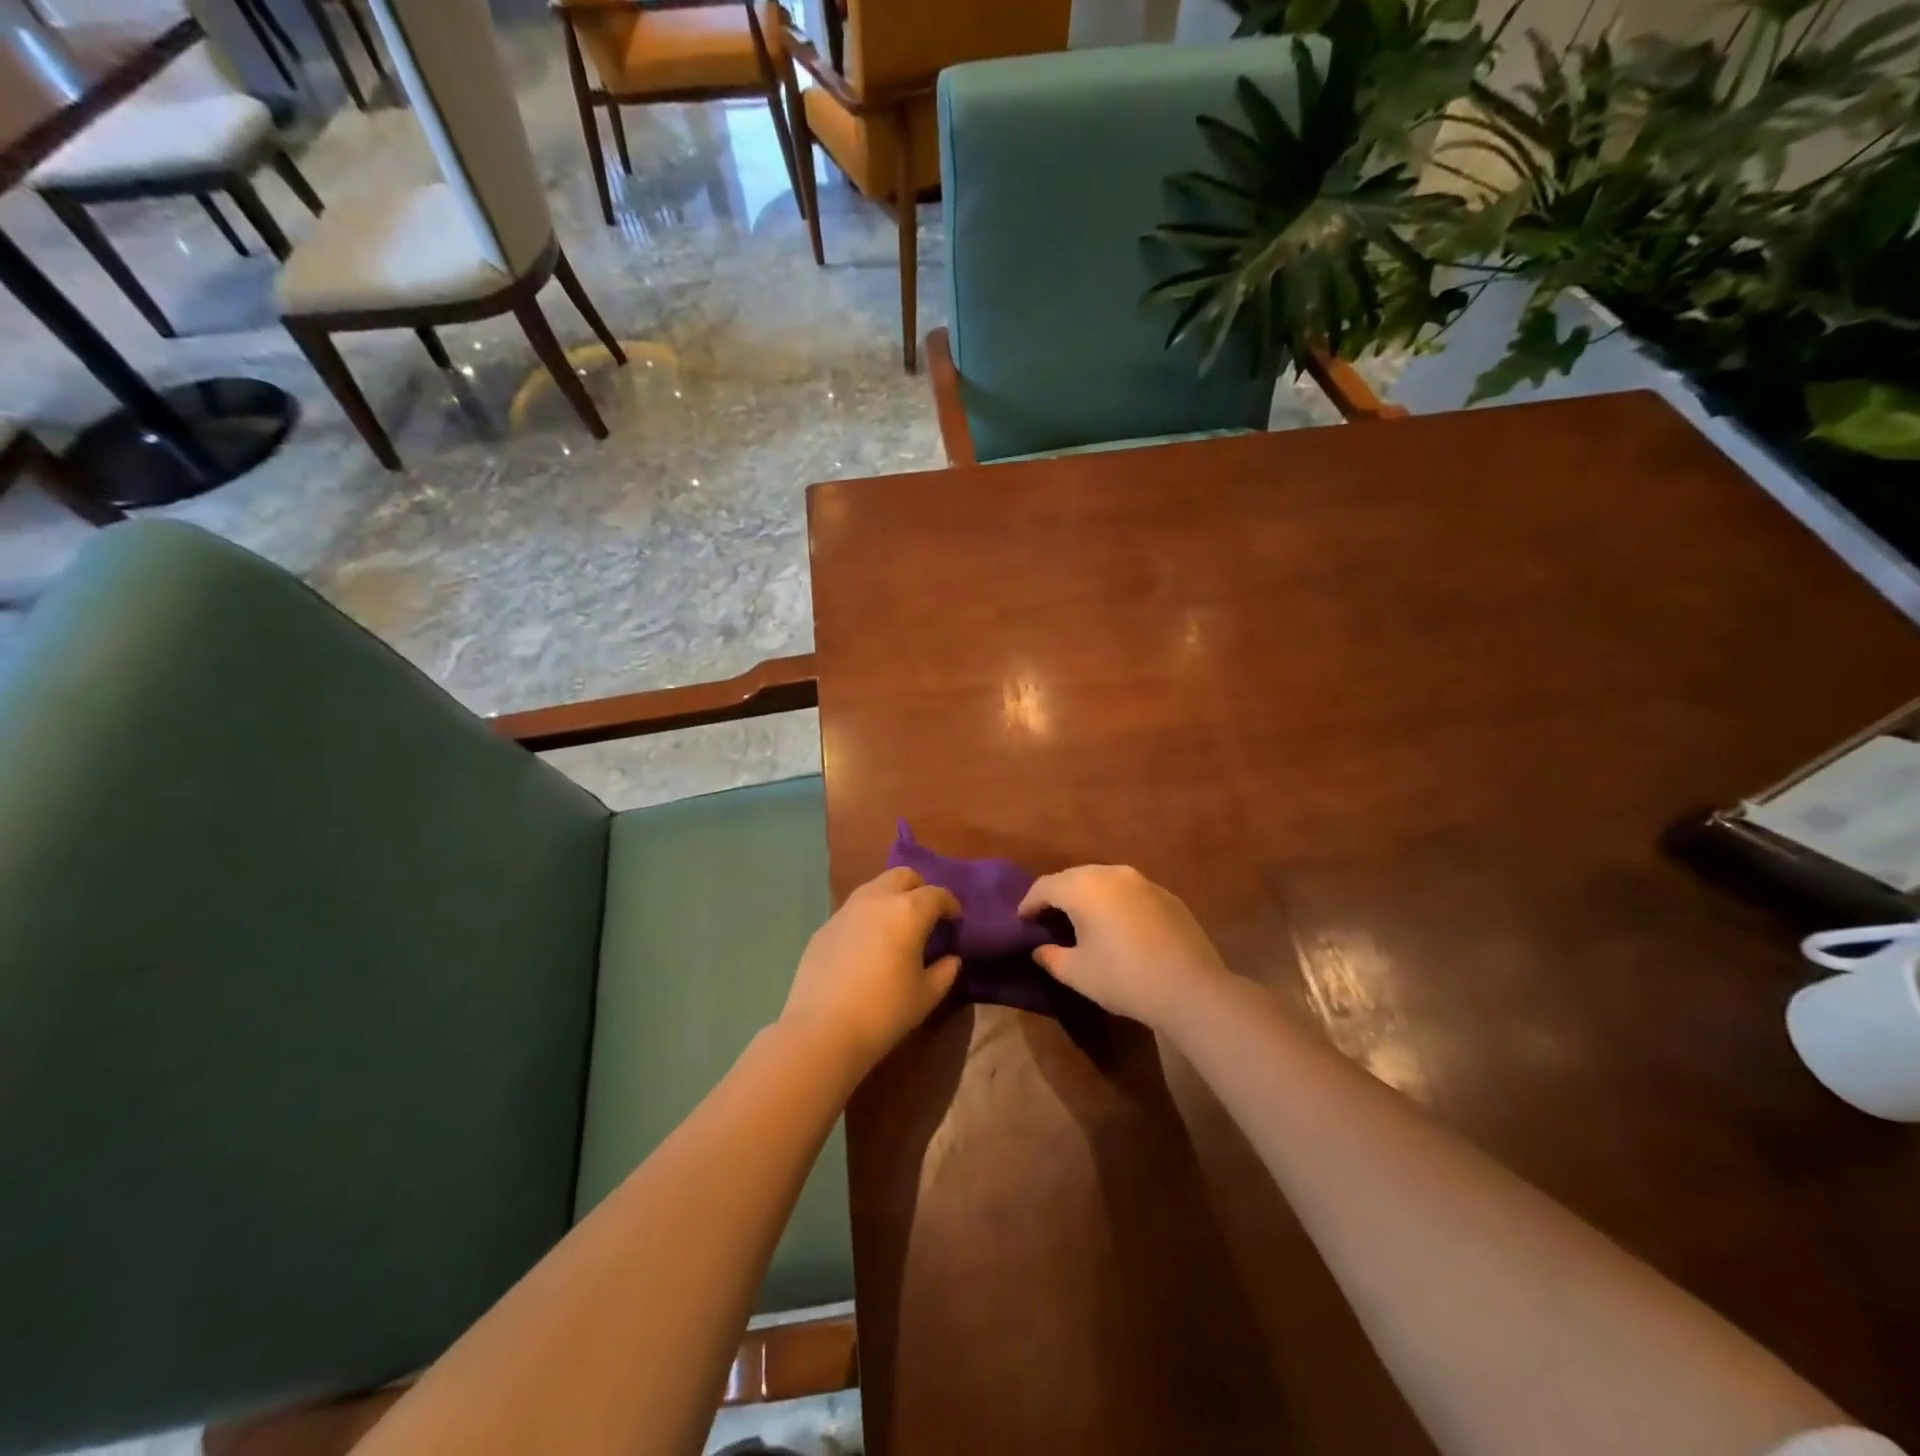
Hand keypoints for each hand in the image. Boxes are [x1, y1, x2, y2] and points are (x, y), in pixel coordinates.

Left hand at [780, 867, 961, 1075]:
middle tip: (926, 915)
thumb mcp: (926, 996)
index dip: (950, 904)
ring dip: (891, 898)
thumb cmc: (884, 1012)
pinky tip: (867, 946)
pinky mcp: (825, 926)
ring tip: (896, 927)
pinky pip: (853, 910)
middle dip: (919, 889)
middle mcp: (877, 899)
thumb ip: (944, 972)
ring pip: (875, 887)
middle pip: (903, 876)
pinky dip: (867, 917)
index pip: (937, 894)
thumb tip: (950, 959)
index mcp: (908, 911)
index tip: (955, 920)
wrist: (822, 1030)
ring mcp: (846, 910)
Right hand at [1019, 865, 1229, 1029]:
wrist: (1190, 988)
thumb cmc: (1124, 978)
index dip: (1028, 903)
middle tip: (1047, 918)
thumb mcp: (1077, 973)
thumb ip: (1051, 957)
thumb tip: (1040, 948)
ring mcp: (1143, 881)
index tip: (1021, 920)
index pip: (1045, 887)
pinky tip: (1118, 927)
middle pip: (1073, 877)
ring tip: (1082, 920)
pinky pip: (1129, 892)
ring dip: (1088, 897)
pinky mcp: (1166, 896)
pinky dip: (1115, 903)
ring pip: (1103, 881)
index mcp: (1083, 887)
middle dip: (1057, 895)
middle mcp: (1111, 874)